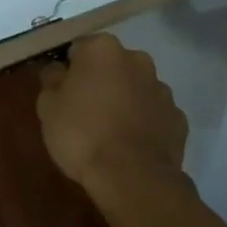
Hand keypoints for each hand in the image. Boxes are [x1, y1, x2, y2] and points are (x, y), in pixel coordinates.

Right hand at [36, 34, 189, 200]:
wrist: (132, 178)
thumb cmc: (82, 133)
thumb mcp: (48, 106)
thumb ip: (51, 79)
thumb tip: (57, 69)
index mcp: (102, 49)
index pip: (78, 48)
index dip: (68, 69)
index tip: (62, 90)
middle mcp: (137, 60)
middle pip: (111, 64)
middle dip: (100, 80)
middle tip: (83, 109)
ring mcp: (162, 89)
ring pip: (135, 87)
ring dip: (124, 99)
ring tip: (109, 130)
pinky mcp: (178, 118)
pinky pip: (153, 113)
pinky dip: (143, 122)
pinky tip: (130, 144)